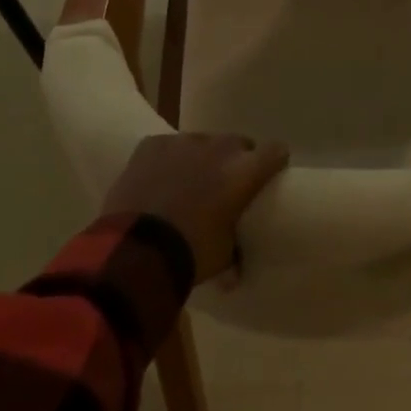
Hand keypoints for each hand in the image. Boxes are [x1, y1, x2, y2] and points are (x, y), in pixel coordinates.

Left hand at [103, 133, 289, 282]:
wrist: (135, 250)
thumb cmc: (190, 253)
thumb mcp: (222, 257)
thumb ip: (235, 250)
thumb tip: (236, 269)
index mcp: (244, 171)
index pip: (275, 151)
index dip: (274, 162)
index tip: (268, 175)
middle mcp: (219, 147)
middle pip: (237, 144)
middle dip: (234, 162)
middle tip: (222, 187)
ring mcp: (184, 141)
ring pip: (201, 144)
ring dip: (199, 160)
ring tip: (185, 186)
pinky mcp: (153, 143)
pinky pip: (168, 147)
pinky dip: (167, 161)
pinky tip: (156, 182)